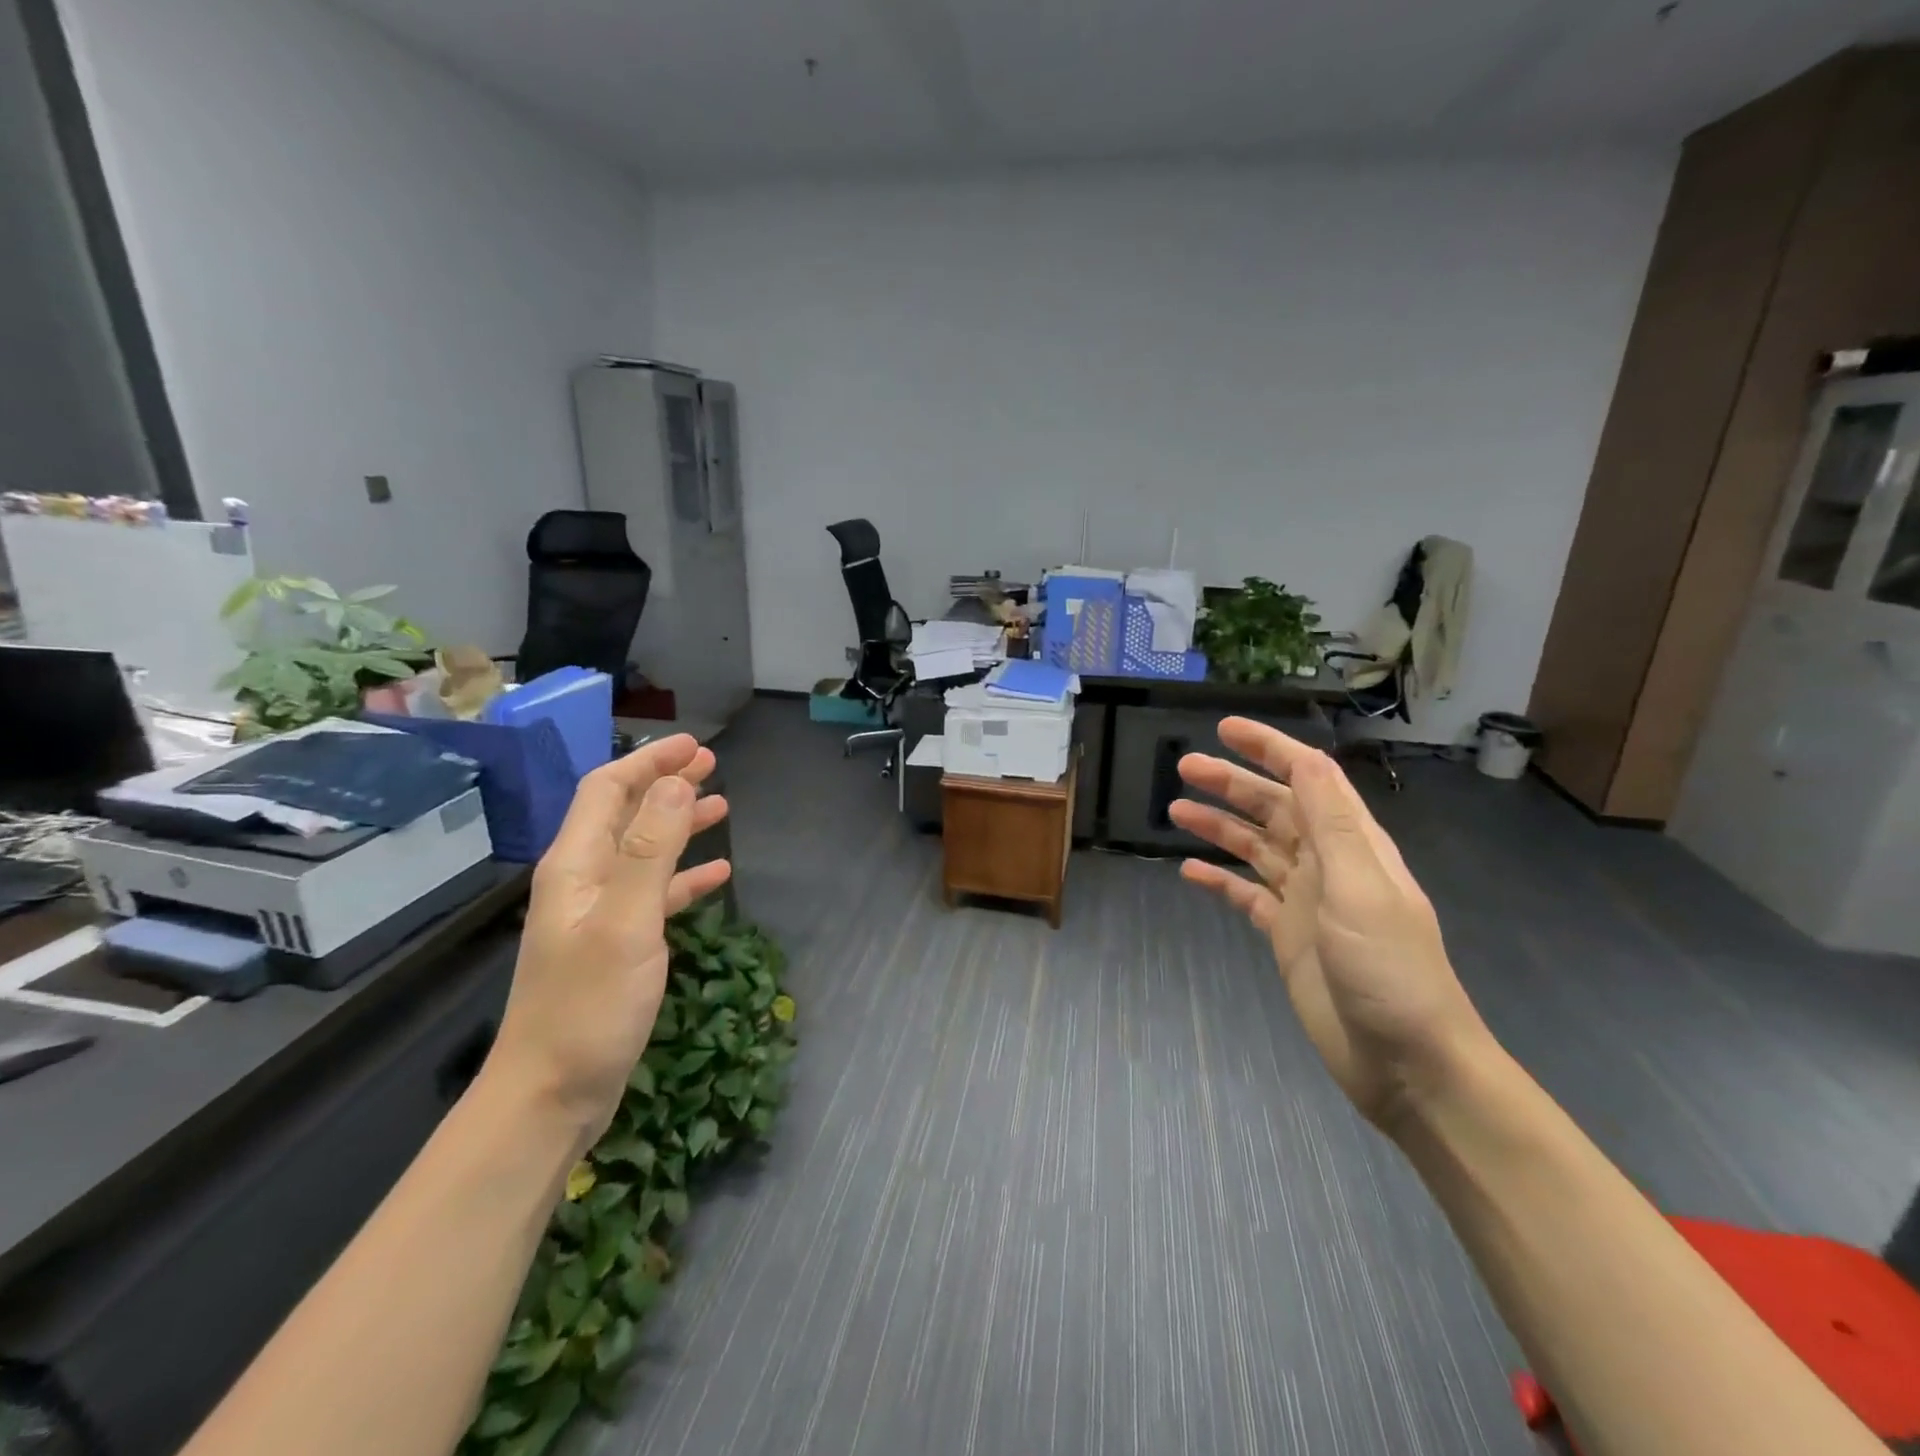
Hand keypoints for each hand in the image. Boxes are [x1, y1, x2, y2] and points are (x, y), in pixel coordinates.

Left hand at [488, 735, 731, 1145]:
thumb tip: (674, 783)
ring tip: (721, 806)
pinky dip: (685, 876)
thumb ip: (651, 850)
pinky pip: (655, 893)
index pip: (607, 790)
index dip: (648, 762)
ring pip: (644, 851)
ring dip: (679, 824)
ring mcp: (600, 914)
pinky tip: (718, 875)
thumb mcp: (626, 922)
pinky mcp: (617, 945)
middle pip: (625, 814)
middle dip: (664, 784)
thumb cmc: (588, 1007)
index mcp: (575, 866)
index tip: (694, 746)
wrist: (551, 1096)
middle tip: (712, 766)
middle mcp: (584, 881)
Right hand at [1171, 718, 1488, 1129]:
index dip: (1269, 749)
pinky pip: (1245, 896)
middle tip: (1183, 767)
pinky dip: (1218, 881)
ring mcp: (1305, 901)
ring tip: (1175, 810)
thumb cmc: (1390, 972)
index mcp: (1351, 845)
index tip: (1225, 729)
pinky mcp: (1286, 936)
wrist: (1407, 1064)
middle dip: (1231, 784)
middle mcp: (1326, 864)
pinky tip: (1188, 872)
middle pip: (1273, 809)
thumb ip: (1332, 824)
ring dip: (1218, 826)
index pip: (1308, 779)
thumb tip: (1307, 760)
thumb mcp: (1361, 889)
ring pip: (1255, 848)